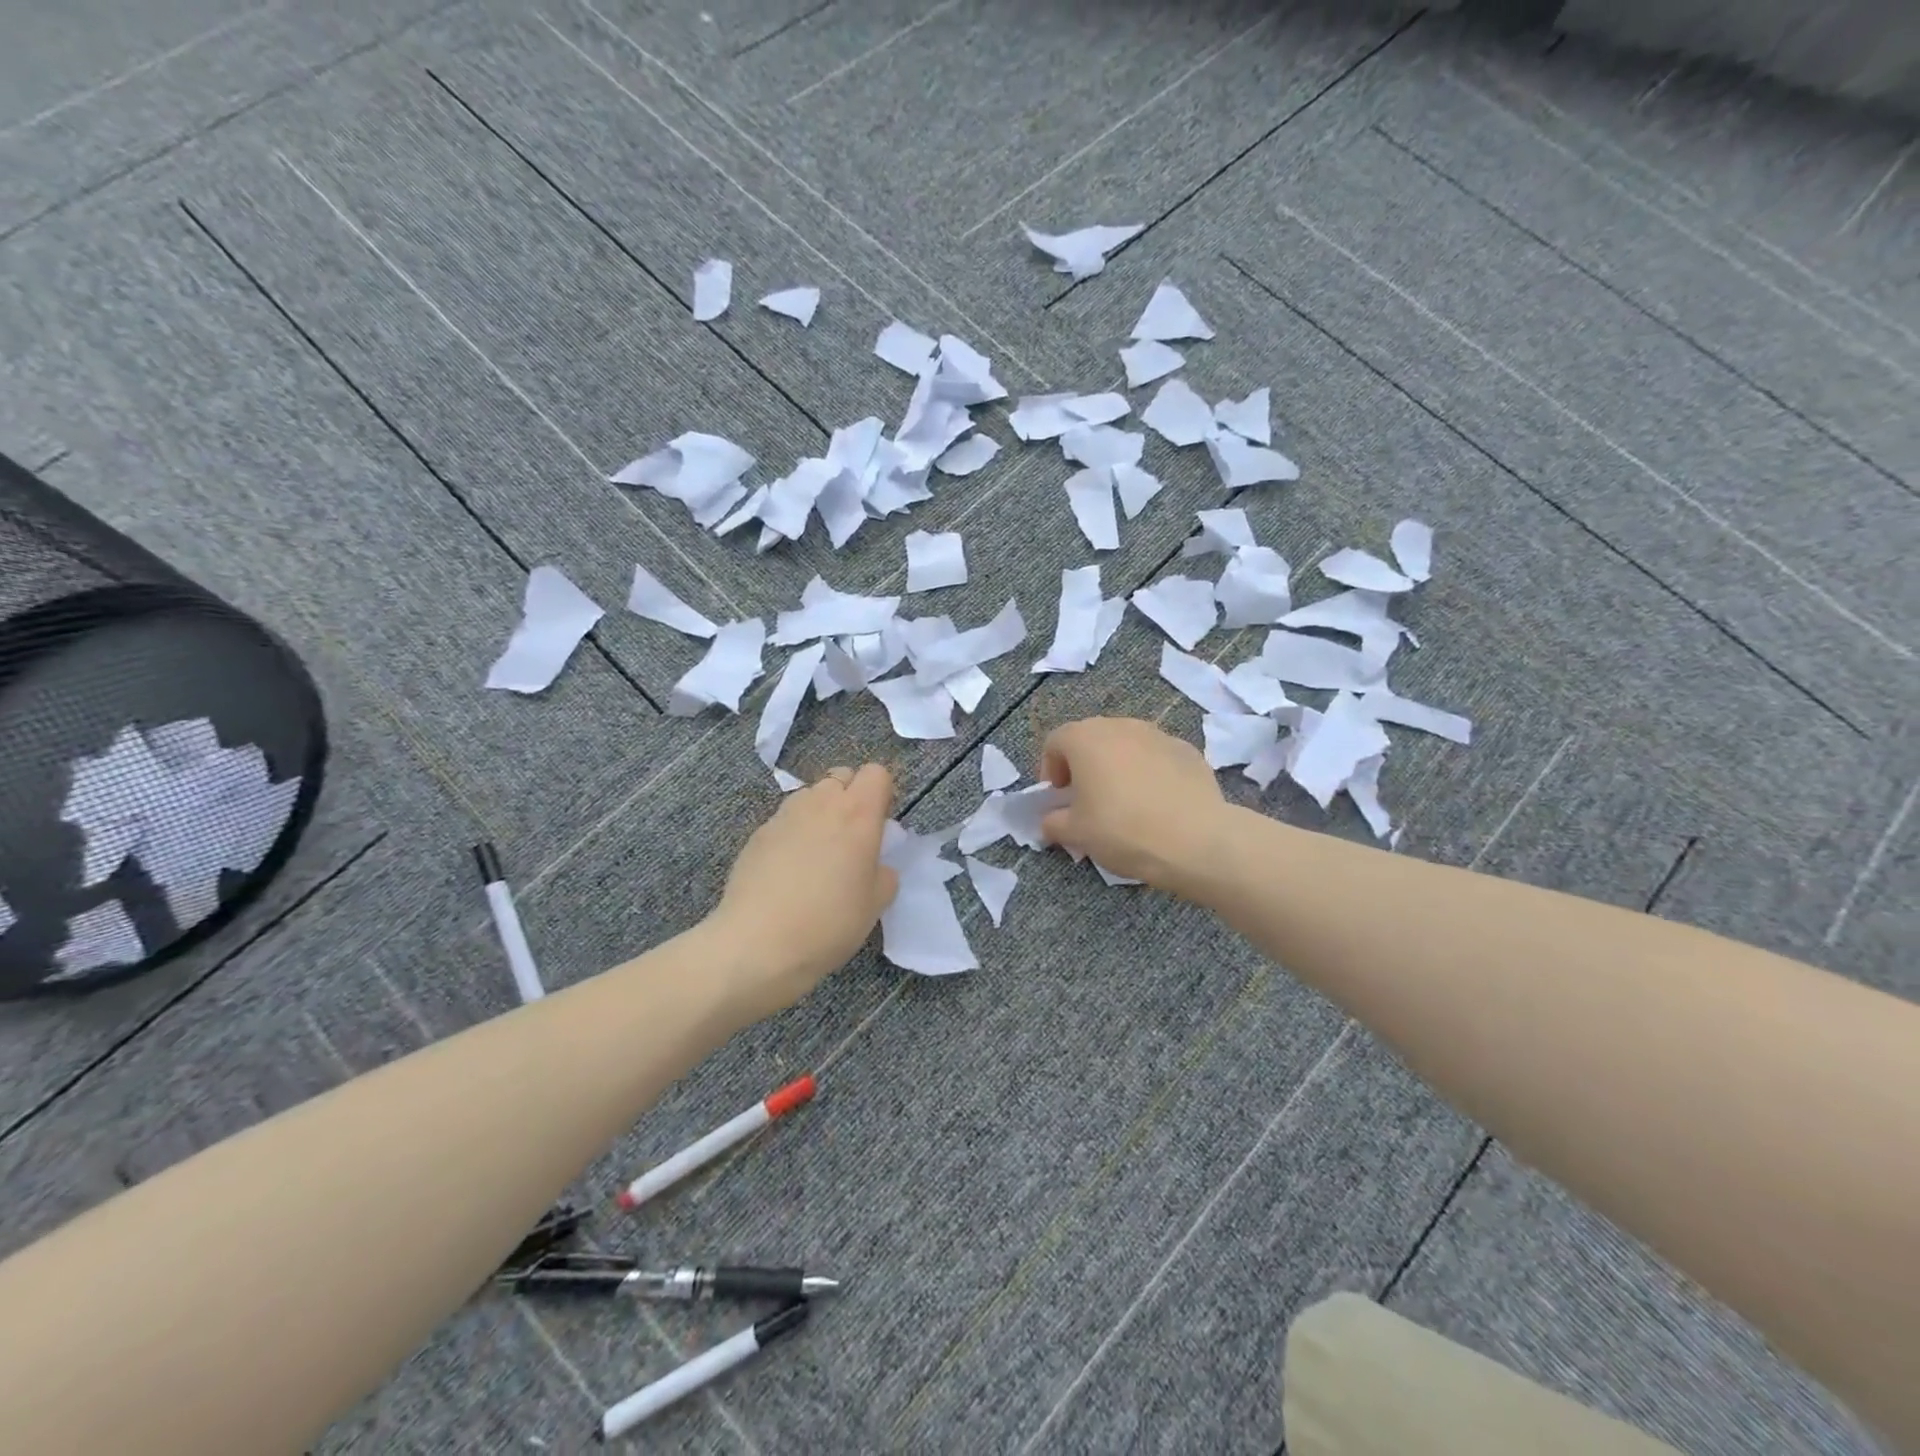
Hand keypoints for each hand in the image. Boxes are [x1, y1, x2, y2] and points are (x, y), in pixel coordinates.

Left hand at [707, 765, 897, 1020]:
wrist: (757, 945)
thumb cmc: (829, 923)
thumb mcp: (875, 904)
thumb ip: (884, 873)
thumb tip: (875, 864)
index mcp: (858, 814)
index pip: (876, 773)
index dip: (881, 794)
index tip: (879, 825)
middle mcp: (821, 804)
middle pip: (841, 777)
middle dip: (850, 797)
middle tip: (850, 838)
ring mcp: (785, 816)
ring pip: (810, 796)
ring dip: (820, 812)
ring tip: (817, 853)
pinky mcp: (757, 834)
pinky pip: (785, 820)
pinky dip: (793, 833)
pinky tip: (788, 871)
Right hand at [1039, 718, 1230, 897]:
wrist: (1196, 840)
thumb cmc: (1122, 830)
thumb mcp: (1076, 834)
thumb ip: (1053, 822)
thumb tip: (1051, 820)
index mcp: (1085, 738)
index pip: (1055, 742)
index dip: (1050, 770)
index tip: (1058, 799)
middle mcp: (1120, 726)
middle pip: (1091, 739)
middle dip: (1084, 766)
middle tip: (1087, 800)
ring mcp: (1158, 734)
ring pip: (1126, 745)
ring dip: (1117, 767)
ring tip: (1124, 802)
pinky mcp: (1187, 750)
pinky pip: (1156, 757)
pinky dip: (1149, 773)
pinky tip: (1157, 804)